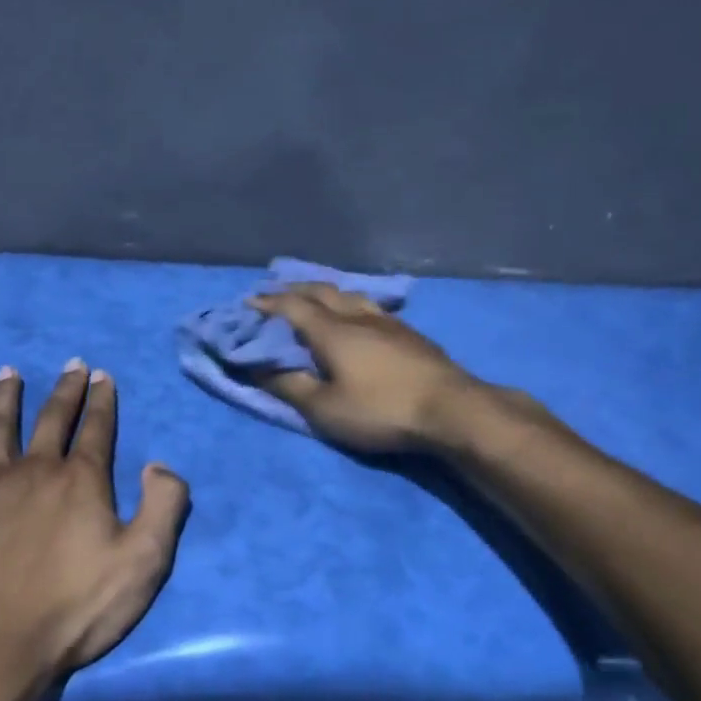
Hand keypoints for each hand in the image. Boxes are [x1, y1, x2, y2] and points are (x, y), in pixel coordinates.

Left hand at [0, 361, 189, 687]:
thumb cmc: (75, 607)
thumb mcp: (145, 561)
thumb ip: (164, 506)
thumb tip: (159, 464)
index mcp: (82, 481)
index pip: (97, 429)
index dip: (103, 401)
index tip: (103, 375)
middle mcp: (36, 469)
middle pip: (52, 419)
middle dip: (65, 390)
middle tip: (72, 365)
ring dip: (5, 397)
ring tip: (9, 372)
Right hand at [253, 283, 482, 453]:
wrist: (450, 409)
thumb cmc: (380, 410)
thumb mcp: (325, 409)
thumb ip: (289, 386)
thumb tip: (257, 368)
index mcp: (332, 331)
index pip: (292, 308)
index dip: (268, 304)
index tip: (249, 302)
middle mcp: (357, 316)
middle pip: (321, 292)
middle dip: (294, 290)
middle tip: (276, 294)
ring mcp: (387, 321)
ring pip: (350, 295)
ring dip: (325, 293)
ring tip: (314, 297)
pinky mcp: (409, 333)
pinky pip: (370, 306)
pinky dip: (350, 303)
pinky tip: (357, 313)